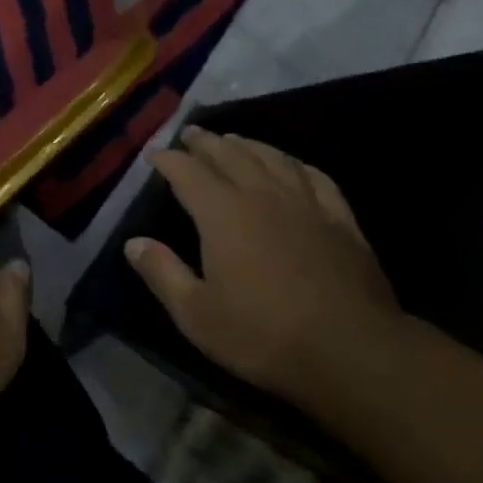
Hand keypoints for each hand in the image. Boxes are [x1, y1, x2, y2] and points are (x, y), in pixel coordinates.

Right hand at [125, 128, 405, 408]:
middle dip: (206, 143)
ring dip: (248, 145)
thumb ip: (162, 273)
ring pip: (272, 159)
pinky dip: (296, 164)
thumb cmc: (261, 335)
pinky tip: (292, 165)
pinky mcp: (340, 219)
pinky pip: (315, 177)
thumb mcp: (196, 314)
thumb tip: (133, 243)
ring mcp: (306, 204)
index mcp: (223, 215)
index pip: (189, 173)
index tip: (154, 154)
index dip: (169, 160)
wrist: (349, 349)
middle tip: (191, 134)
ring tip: (233, 139)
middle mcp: (263, 196)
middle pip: (230, 156)